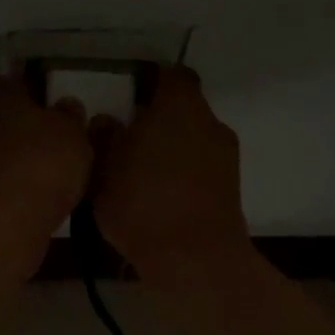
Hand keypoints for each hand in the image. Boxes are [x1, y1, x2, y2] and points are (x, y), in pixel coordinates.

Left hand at [0, 74, 91, 241]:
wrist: (0, 224)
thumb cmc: (40, 163)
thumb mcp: (72, 132)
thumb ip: (70, 115)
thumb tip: (65, 106)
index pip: (18, 80)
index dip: (40, 90)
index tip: (60, 105)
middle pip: (6, 116)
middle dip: (29, 126)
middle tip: (61, 139)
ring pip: (0, 149)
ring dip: (20, 157)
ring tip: (54, 172)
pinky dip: (14, 184)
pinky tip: (37, 196)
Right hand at [92, 67, 249, 278]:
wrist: (195, 260)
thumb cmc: (143, 201)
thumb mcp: (104, 168)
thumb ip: (104, 137)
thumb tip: (107, 121)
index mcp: (180, 105)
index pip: (171, 75)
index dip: (150, 82)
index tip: (127, 98)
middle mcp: (210, 122)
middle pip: (183, 109)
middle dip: (157, 121)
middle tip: (125, 139)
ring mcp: (226, 157)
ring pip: (192, 141)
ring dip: (170, 150)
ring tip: (138, 174)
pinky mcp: (230, 189)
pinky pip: (200, 169)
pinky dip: (182, 176)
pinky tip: (158, 198)